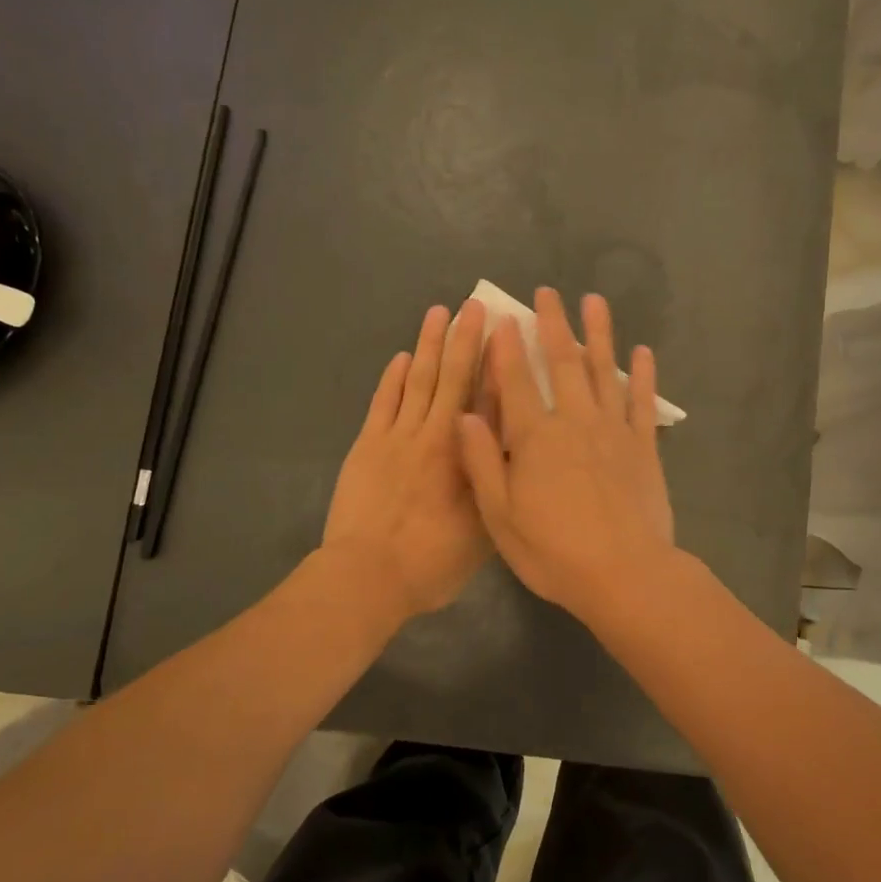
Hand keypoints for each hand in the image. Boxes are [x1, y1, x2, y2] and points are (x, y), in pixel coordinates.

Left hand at [323, 299, 489, 620]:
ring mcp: (397, 437)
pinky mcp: (368, 444)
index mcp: (467, 456)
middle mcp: (436, 435)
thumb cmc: (433, 561)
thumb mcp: (484, 529)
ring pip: (418, 380)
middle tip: (474, 306)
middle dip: (465, 340)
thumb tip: (512, 445)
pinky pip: (384, 401)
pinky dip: (393, 377)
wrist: (368, 575)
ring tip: (439, 313)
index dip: (498, 364)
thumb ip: (496, 483)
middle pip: (453, 378)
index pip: (489, 399)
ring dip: (429, 345)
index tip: (507, 333)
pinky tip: (403, 357)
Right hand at [458, 288, 675, 620]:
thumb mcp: (500, 516)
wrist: (624, 575)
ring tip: (594, 302)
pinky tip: (642, 352)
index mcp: (535, 437)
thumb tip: (465, 415)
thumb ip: (483, 462)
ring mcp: (614, 430)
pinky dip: (642, 375)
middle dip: (553, 325)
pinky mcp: (644, 446)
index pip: (516, 381)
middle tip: (548, 293)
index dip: (508, 348)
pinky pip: (643, 402)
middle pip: (562, 363)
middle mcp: (575, 421)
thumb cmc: (554, 552)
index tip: (505, 318)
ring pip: (604, 371)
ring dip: (599, 334)